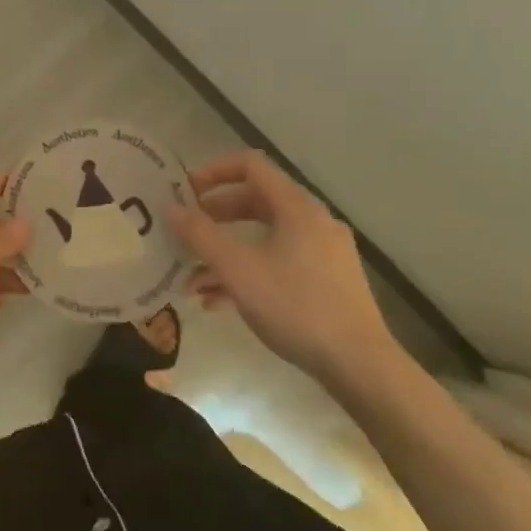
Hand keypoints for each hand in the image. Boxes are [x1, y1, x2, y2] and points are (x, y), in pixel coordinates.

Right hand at [170, 150, 404, 392]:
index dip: (213, 171)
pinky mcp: (328, 281)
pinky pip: (280, 261)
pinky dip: (249, 271)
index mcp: (296, 206)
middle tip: (186, 230)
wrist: (360, 366)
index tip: (185, 191)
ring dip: (226, 250)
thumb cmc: (295, 306)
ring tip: (193, 277)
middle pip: (255, 200)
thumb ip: (199, 235)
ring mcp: (323, 252)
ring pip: (265, 236)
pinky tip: (219, 302)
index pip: (250, 165)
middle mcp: (313, 220)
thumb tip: (170, 208)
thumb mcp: (237, 269)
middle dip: (215, 215)